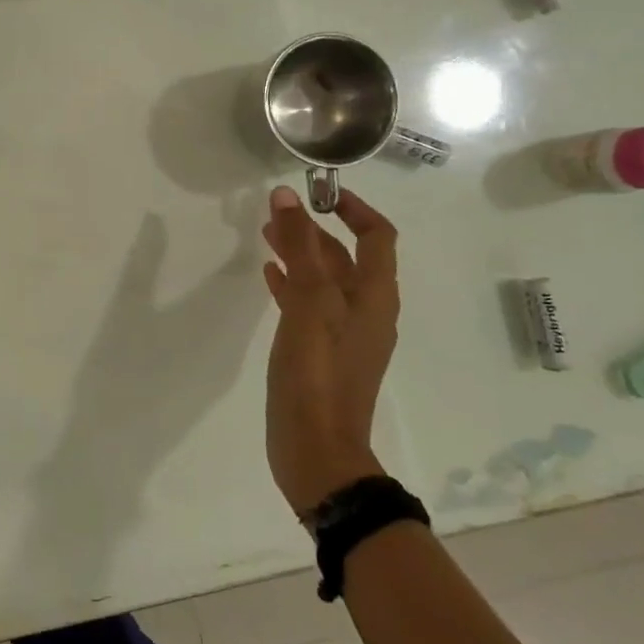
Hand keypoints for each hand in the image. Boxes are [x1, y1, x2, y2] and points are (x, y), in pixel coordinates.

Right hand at [261, 184, 399, 516]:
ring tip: (266, 237)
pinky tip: (269, 278)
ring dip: (301, 255)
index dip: (354, 208)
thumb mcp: (308, 305)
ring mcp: (344, 335)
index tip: (320, 192)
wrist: (317, 451)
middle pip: (346, 257)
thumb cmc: (316, 375)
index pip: (377, 237)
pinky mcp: (322, 354)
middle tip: (278, 212)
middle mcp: (366, 312)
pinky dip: (292, 285)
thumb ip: (299, 248)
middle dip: (315, 230)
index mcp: (373, 297)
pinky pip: (310, 306)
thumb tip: (287, 196)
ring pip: (325, 281)